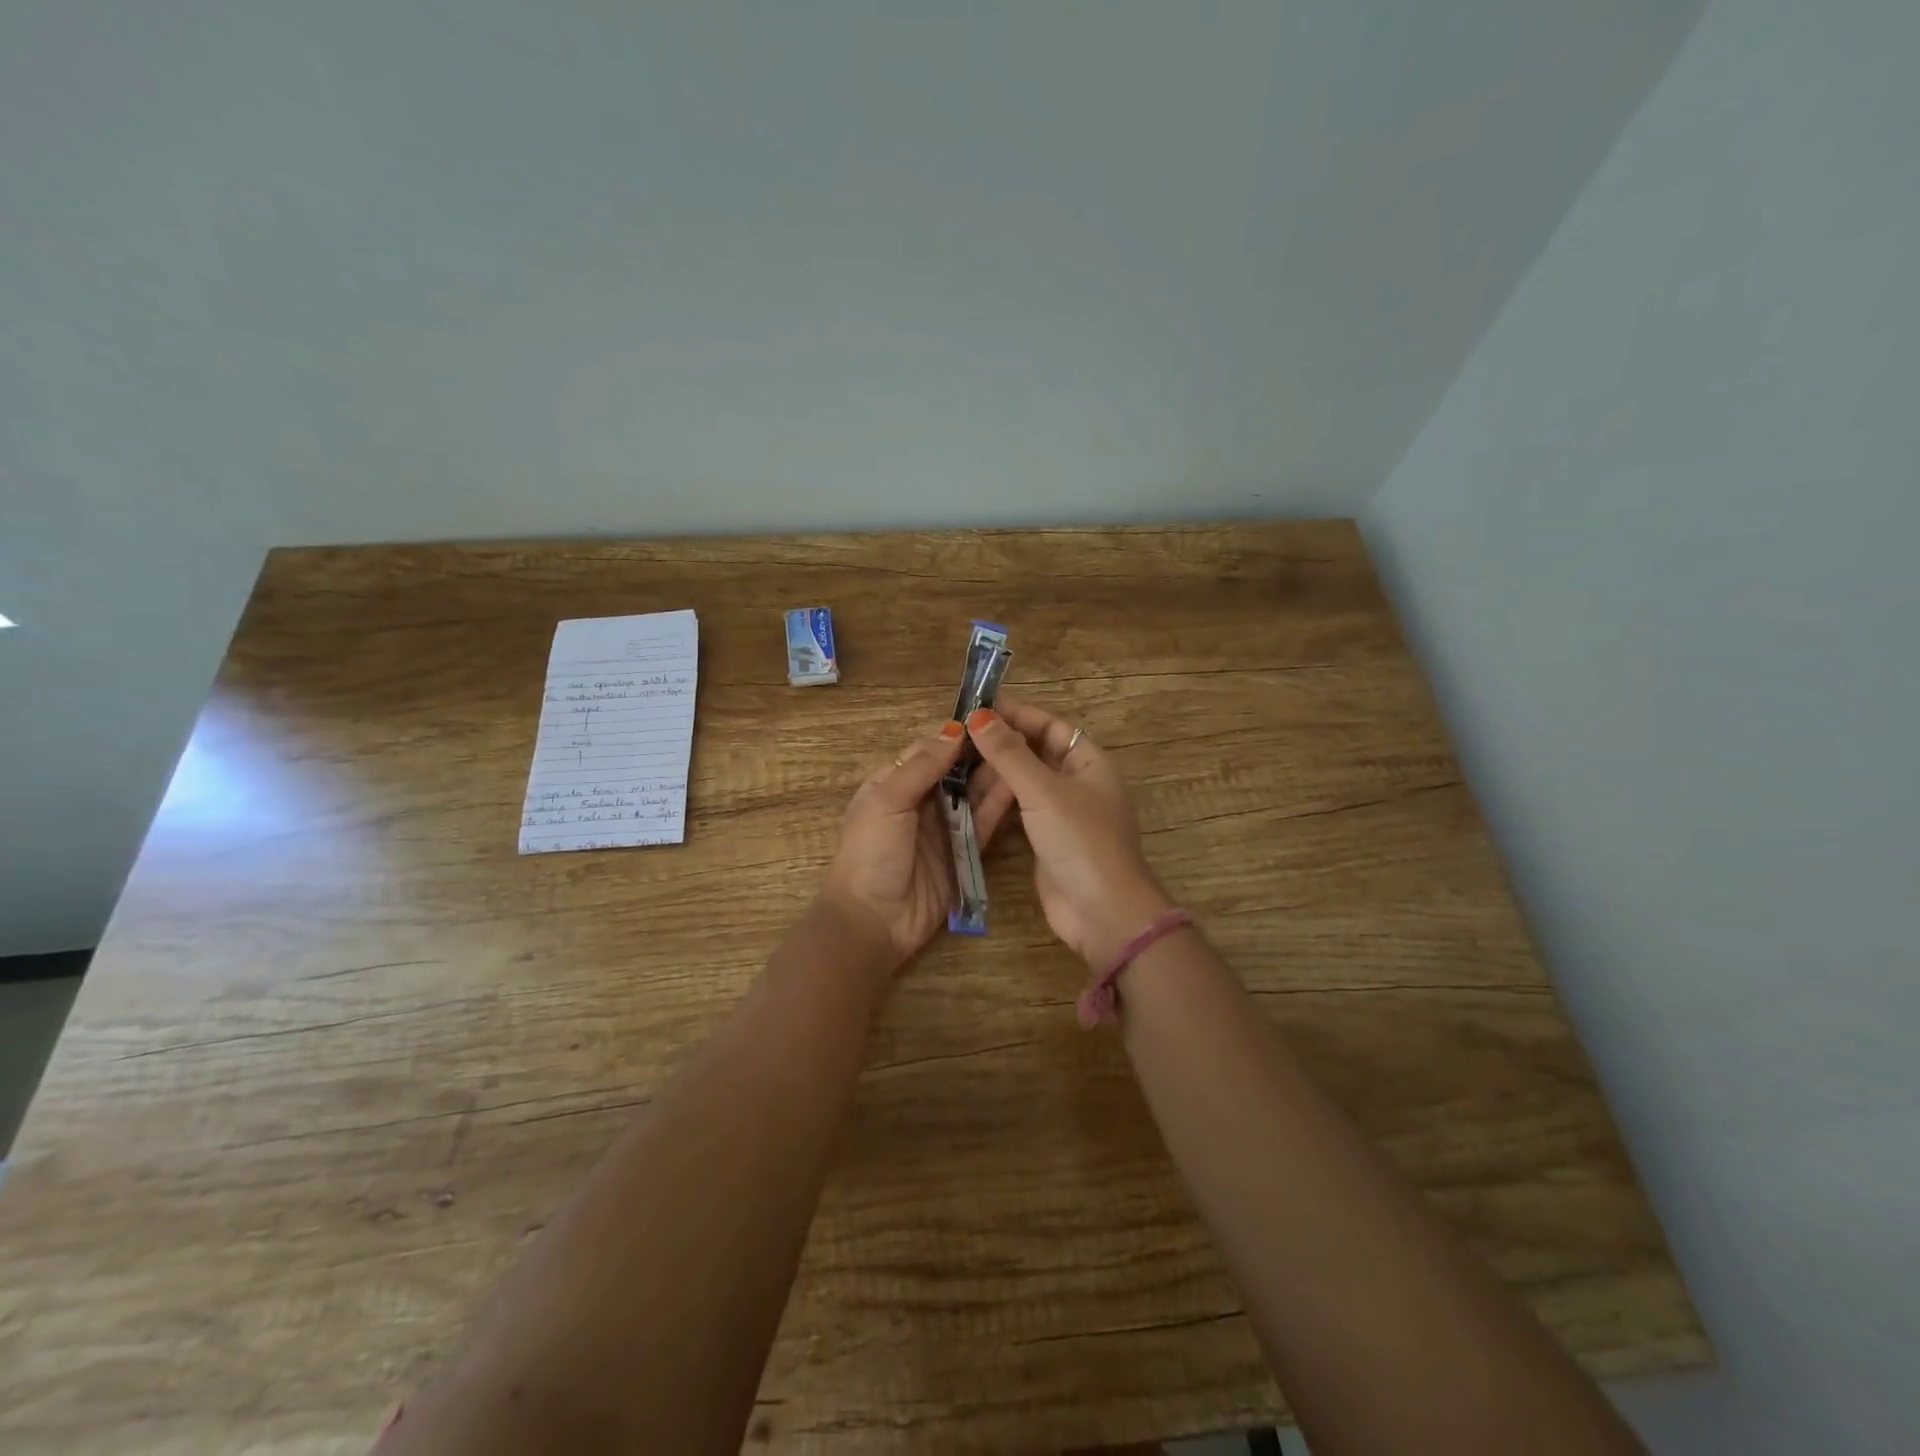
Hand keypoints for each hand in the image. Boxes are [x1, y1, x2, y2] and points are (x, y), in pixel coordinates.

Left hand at [820, 722, 1017, 969]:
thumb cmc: (870, 853)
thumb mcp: (887, 801)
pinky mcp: (964, 853)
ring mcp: (943, 828)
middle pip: (956, 770)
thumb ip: (921, 766)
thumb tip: (953, 729)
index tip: (989, 716)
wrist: (873, 920)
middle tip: (1017, 732)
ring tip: (1026, 751)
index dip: (956, 734)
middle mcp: (920, 802)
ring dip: (995, 775)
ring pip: (973, 794)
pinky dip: (1000, 806)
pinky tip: (1021, 785)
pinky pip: (984, 823)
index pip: (928, 750)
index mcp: (892, 783)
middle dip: (982, 753)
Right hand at [963, 698, 1172, 966]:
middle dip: (1002, 743)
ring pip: (1026, 782)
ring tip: (957, 763)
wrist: (1102, 912)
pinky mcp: (1047, 841)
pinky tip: (969, 797)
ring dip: (997, 773)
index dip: (1017, 715)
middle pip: (1037, 752)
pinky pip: (1020, 810)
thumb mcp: (1043, 791)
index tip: (978, 709)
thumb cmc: (1080, 841)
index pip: (1050, 726)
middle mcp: (1078, 783)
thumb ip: (1010, 753)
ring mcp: (1063, 814)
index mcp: (1089, 762)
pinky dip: (998, 802)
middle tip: (959, 736)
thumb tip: (979, 716)